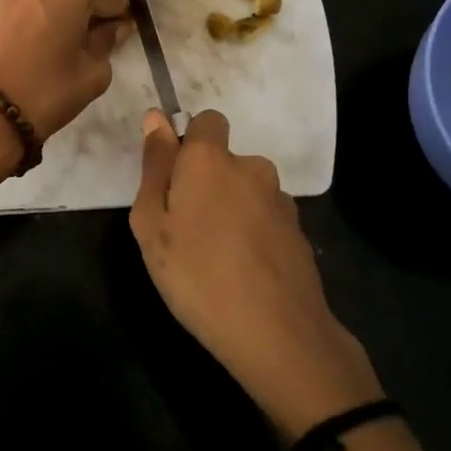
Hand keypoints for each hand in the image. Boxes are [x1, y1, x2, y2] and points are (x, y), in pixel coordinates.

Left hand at [0, 0, 130, 141]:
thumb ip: (107, 42)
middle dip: (81, 2)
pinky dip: (30, 4)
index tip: (116, 34)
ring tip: (55, 33)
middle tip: (83, 35)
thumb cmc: (45, 89)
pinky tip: (33, 33)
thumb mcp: (92, 71)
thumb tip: (112, 28)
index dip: (115, 17)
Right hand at [129, 108, 381, 435]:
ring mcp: (280, 200)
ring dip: (230, 209)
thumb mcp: (152, 224)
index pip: (207, 120)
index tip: (173, 179)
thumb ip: (155, 167)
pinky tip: (243, 270)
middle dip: (206, 182)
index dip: (188, 142)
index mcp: (210, 159)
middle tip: (184, 230)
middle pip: (224, 161)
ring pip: (245, 191)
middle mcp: (251, 167)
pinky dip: (252, 233)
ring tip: (214, 256)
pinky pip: (264, 218)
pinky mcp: (298, 231)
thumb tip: (156, 117)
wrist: (276, 333)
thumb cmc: (196, 275)